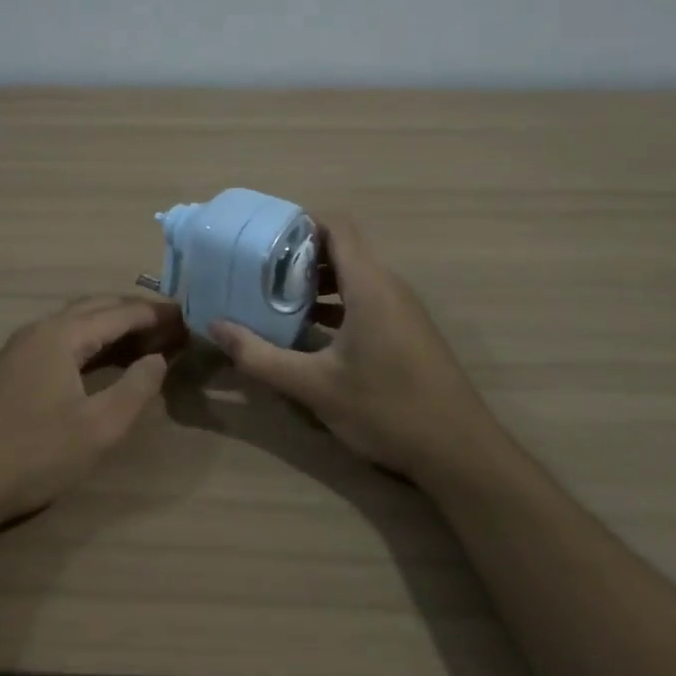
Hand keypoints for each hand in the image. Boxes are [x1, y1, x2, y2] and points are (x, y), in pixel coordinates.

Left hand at [0, 296, 186, 533]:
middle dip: (135, 312)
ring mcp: (19, 350)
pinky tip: (100, 360)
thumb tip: (158, 358)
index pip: (119, 312)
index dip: (155, 313)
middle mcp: (39, 330)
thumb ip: (136, 390)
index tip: (187, 316)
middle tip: (170, 324)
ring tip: (145, 338)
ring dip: (111, 325)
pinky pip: (60, 340)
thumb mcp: (97, 429)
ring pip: (75, 323)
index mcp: (61, 335)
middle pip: (95, 308)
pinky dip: (90, 341)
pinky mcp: (9, 371)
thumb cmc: (31, 455)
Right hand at [208, 217, 485, 477]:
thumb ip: (260, 356)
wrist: (460, 452)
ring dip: (317, 283)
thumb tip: (216, 327)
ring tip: (276, 299)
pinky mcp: (408, 331)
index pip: (336, 227)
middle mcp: (389, 287)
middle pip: (343, 249)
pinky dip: (337, 304)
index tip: (262, 237)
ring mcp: (403, 310)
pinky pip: (367, 299)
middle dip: (300, 255)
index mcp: (370, 285)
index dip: (300, 222)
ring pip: (355, 277)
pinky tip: (310, 333)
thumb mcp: (313, 386)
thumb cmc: (386, 409)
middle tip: (258, 271)